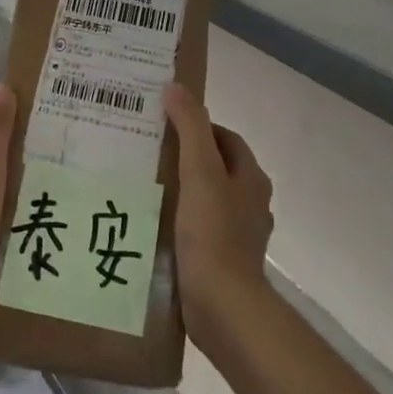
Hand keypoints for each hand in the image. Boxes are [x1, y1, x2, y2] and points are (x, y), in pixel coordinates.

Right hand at [163, 84, 274, 350]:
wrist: (223, 305)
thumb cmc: (213, 233)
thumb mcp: (200, 171)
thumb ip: (190, 127)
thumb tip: (176, 87)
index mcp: (251, 179)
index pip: (225, 139)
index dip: (198, 126)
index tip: (164, 124)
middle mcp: (249, 203)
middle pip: (216, 168)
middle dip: (185, 158)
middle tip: (146, 151)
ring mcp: (237, 234)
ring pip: (206, 199)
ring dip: (180, 190)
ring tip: (142, 185)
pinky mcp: (221, 260)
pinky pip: (197, 229)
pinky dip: (178, 221)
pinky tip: (150, 224)